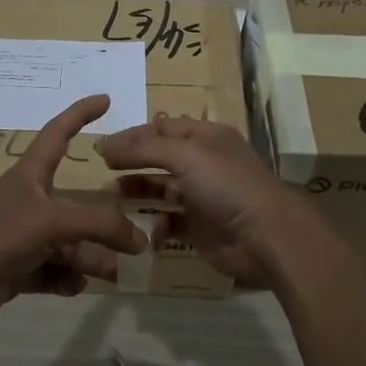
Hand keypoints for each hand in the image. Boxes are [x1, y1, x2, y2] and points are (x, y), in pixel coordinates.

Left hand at [0, 95, 148, 327]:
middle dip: (104, 224)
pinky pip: (53, 271)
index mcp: (32, 176)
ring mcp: (23, 238)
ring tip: (114, 273)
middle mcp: (30, 203)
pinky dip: (67, 278)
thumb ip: (100, 227)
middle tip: (137, 241)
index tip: (105, 99)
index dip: (81, 114)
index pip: (59, 133)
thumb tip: (139, 241)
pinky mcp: (17, 269)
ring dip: (92, 257)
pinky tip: (77, 286)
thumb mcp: (53, 221)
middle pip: (77, 207)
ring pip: (69, 244)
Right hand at [94, 118, 312, 285]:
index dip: (132, 135)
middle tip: (102, 170)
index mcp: (206, 137)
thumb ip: (144, 149)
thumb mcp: (185, 155)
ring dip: (137, 191)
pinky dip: (154, 223)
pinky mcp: (199, 226)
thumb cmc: (226, 185)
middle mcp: (203, 162)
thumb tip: (105, 145)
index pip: (162, 128)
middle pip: (159, 157)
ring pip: (161, 189)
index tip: (101, 146)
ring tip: (112, 196)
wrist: (264, 237)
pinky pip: (169, 221)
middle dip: (132, 162)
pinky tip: (142, 228)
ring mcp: (201, 196)